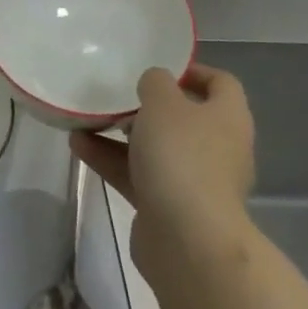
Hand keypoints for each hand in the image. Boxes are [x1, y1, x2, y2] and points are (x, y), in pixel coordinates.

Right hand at [71, 66, 254, 266]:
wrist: (187, 242)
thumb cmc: (182, 157)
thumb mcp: (163, 102)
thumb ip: (156, 82)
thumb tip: (155, 84)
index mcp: (228, 118)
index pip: (220, 83)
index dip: (192, 70)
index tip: (159, 66)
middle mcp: (217, 148)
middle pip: (184, 117)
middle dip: (148, 105)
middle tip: (118, 93)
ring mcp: (194, 181)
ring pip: (155, 148)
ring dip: (120, 133)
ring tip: (85, 118)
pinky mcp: (168, 207)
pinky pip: (137, 175)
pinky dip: (111, 160)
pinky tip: (78, 147)